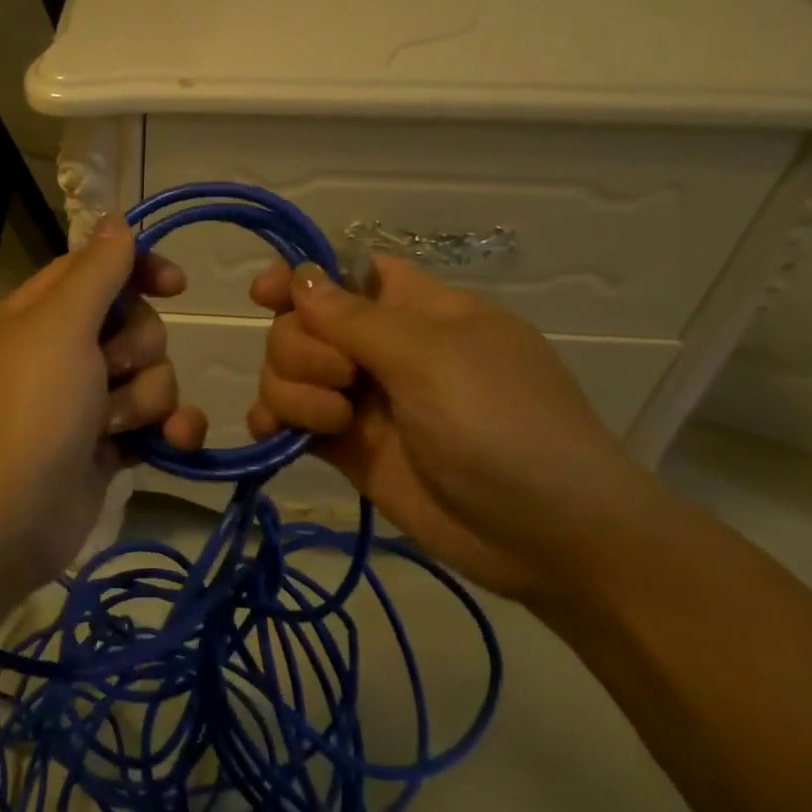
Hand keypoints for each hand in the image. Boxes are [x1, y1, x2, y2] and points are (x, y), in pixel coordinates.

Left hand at [0, 214, 206, 597]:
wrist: (9, 516)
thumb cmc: (32, 408)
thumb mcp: (61, 325)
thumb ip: (96, 271)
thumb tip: (115, 219)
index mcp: (43, 312)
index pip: (100, 269)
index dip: (139, 270)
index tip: (175, 285)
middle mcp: (64, 351)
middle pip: (136, 324)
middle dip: (138, 349)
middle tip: (108, 372)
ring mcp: (86, 401)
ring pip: (152, 376)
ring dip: (145, 399)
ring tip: (112, 425)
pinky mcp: (106, 446)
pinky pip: (155, 422)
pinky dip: (168, 431)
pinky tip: (173, 443)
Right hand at [246, 256, 656, 603]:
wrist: (546, 537)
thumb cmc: (504, 425)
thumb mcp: (433, 359)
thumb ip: (356, 320)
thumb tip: (300, 277)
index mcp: (415, 309)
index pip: (345, 274)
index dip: (302, 277)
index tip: (265, 294)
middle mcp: (382, 348)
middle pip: (303, 324)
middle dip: (302, 348)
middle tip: (343, 380)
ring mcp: (362, 400)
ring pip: (288, 372)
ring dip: (291, 390)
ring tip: (334, 422)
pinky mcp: (346, 447)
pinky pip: (289, 420)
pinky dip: (273, 421)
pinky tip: (273, 435)